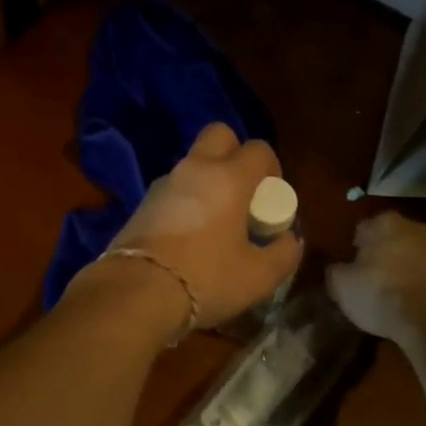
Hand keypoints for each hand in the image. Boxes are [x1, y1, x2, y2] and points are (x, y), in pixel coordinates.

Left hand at [97, 122, 302, 331]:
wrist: (137, 291)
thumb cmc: (206, 278)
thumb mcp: (258, 276)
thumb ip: (283, 253)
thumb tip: (289, 239)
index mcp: (229, 177)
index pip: (258, 148)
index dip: (272, 167)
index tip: (272, 197)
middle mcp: (196, 168)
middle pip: (219, 135)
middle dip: (235, 153)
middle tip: (243, 192)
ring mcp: (165, 182)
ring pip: (193, 162)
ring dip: (208, 179)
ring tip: (216, 220)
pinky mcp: (143, 202)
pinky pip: (174, 187)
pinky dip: (186, 199)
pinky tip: (189, 235)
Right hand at [327, 212, 425, 347]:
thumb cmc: (379, 291)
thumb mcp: (340, 284)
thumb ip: (333, 271)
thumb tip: (336, 270)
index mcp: (384, 221)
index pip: (360, 229)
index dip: (351, 249)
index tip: (346, 268)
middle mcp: (411, 229)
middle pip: (385, 242)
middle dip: (375, 257)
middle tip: (361, 280)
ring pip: (403, 260)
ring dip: (393, 273)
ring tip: (379, 298)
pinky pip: (417, 279)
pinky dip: (408, 289)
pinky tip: (398, 307)